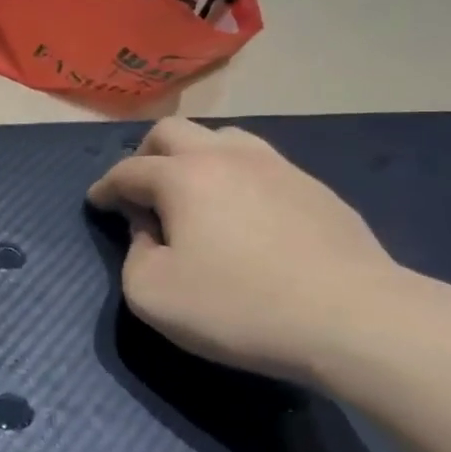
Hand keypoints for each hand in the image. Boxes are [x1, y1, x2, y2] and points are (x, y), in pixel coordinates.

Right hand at [86, 119, 403, 383]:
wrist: (353, 319)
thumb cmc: (239, 307)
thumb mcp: (153, 295)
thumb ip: (134, 256)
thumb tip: (148, 231)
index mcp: (182, 177)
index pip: (128, 170)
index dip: (105, 187)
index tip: (97, 202)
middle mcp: (225, 156)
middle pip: (172, 132)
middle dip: (145, 154)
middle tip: (140, 187)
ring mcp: (276, 166)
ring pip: (222, 137)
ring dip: (194, 156)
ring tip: (192, 189)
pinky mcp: (315, 188)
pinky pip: (260, 163)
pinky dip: (235, 175)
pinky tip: (244, 209)